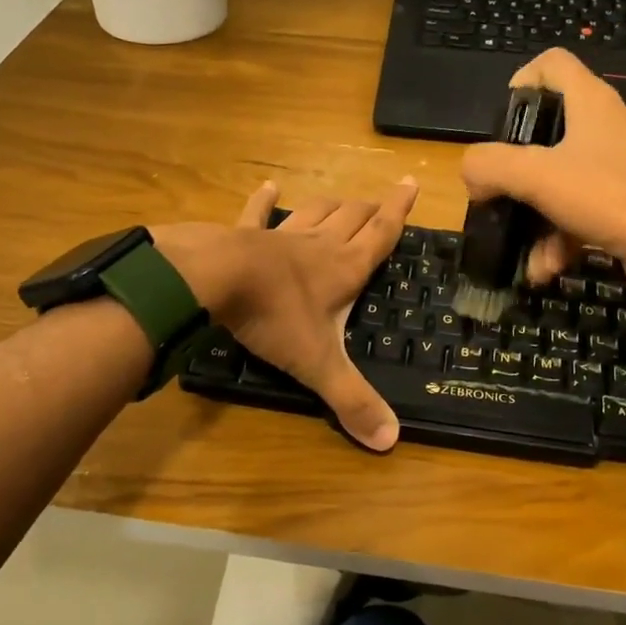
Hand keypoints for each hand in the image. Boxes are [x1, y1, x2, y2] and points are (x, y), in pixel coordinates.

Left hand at [154, 177, 419, 450]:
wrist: (214, 280)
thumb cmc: (274, 317)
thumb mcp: (318, 363)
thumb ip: (352, 400)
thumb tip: (391, 441)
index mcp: (344, 269)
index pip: (382, 234)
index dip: (399, 210)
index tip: (411, 183)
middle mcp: (319, 246)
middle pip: (352, 218)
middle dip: (370, 209)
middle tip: (382, 201)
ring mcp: (281, 236)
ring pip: (315, 212)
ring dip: (332, 205)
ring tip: (344, 200)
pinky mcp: (245, 234)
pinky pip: (258, 213)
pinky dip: (264, 200)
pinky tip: (269, 187)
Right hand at [460, 48, 625, 286]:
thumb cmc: (607, 197)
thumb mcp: (535, 177)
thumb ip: (490, 167)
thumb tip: (471, 174)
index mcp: (593, 102)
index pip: (552, 62)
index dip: (521, 80)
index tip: (503, 121)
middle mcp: (613, 123)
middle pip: (553, 130)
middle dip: (520, 172)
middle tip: (502, 195)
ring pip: (567, 179)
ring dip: (538, 218)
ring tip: (526, 256)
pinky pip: (588, 207)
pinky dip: (564, 235)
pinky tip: (549, 267)